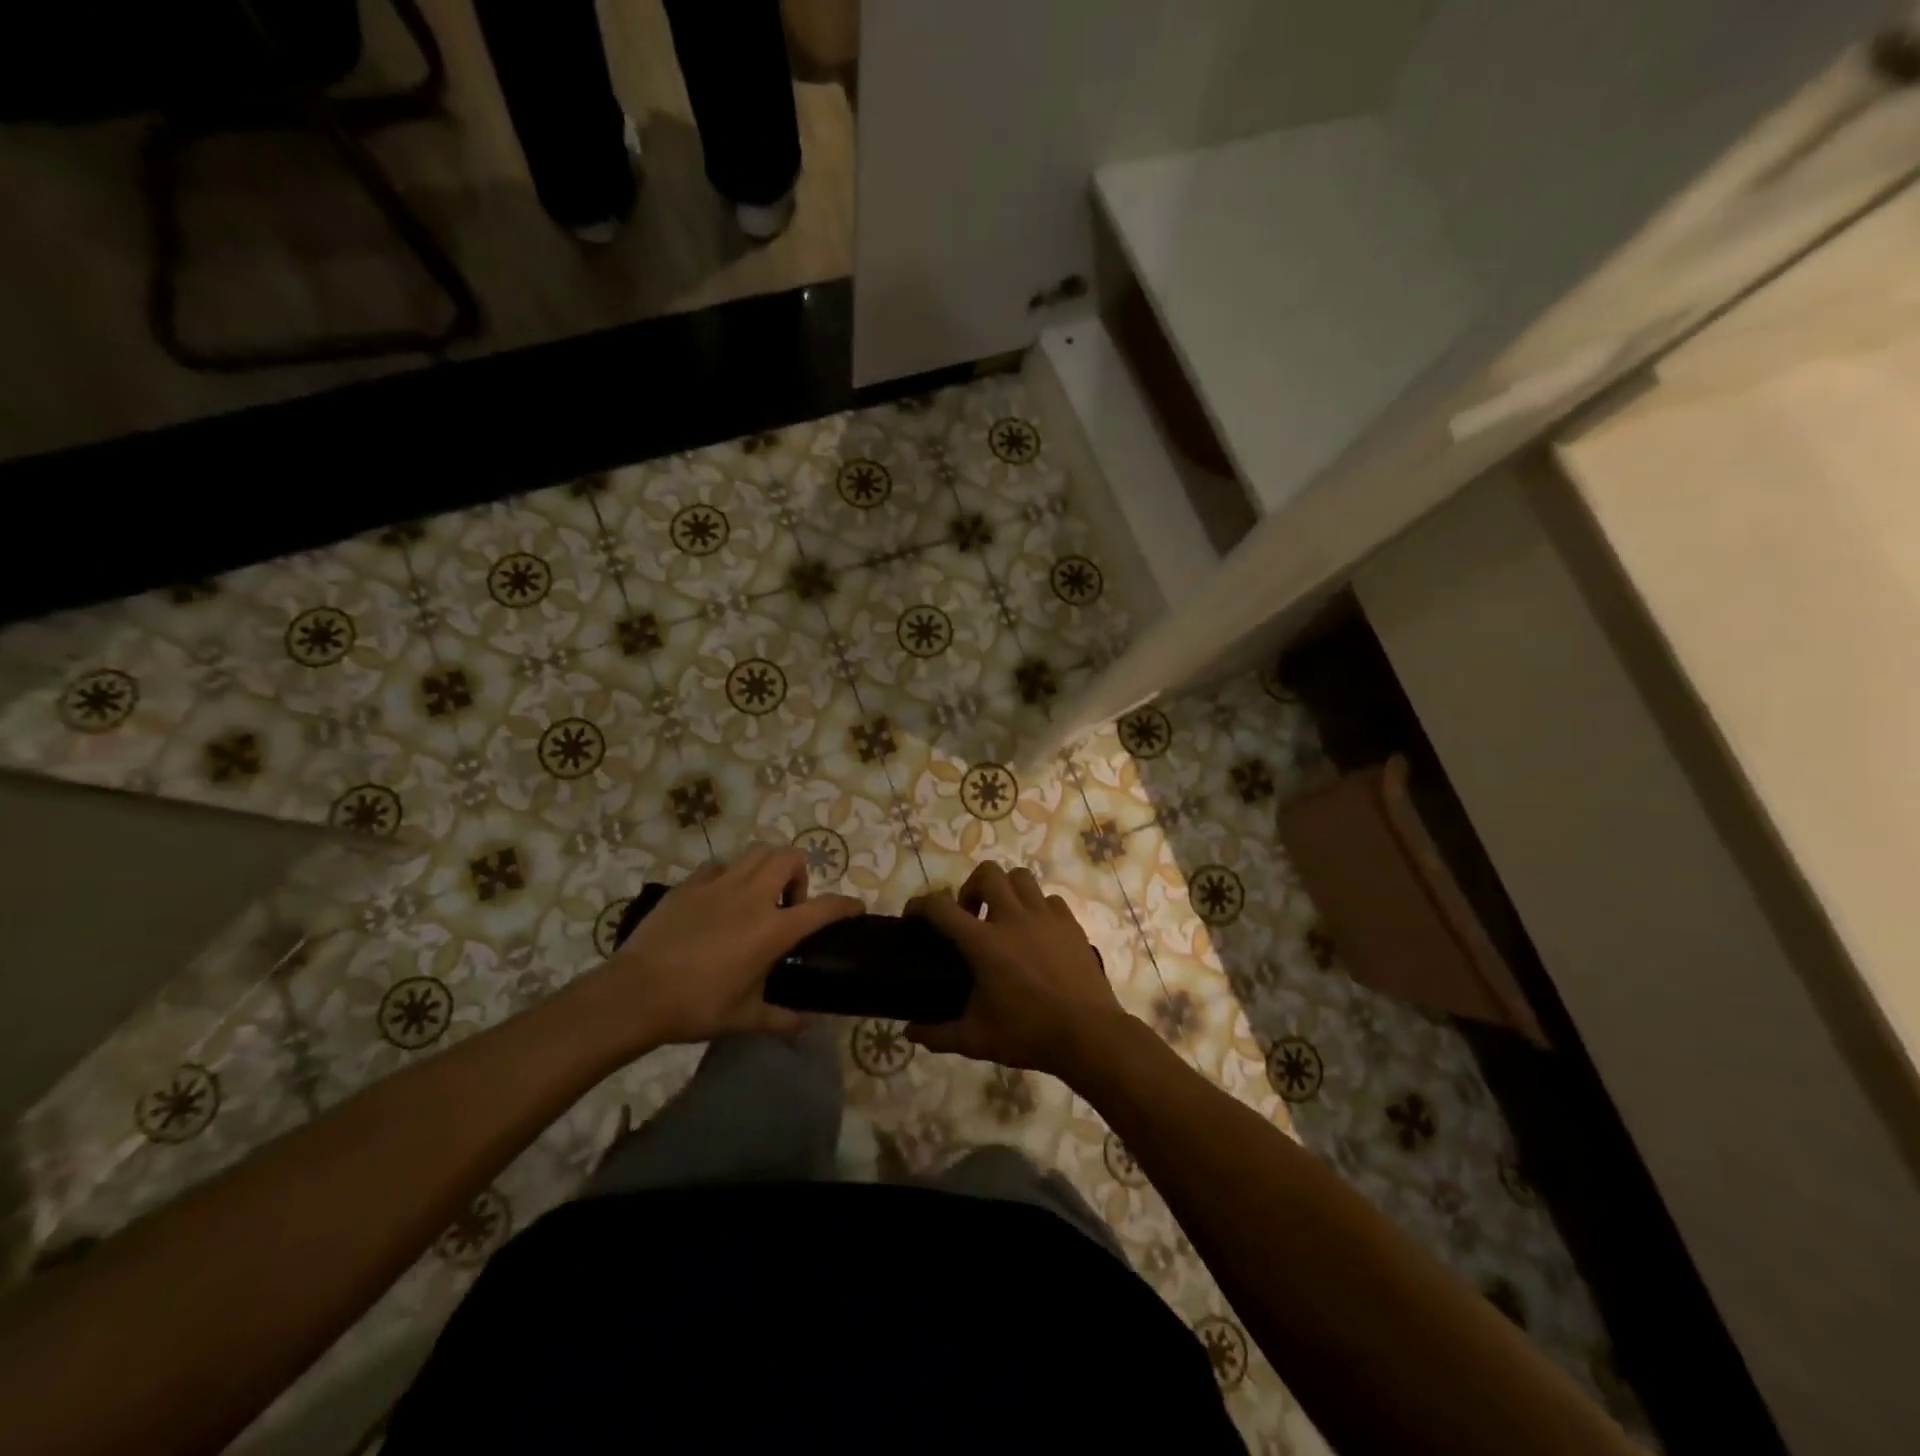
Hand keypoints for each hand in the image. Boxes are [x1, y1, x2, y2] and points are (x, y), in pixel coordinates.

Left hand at [588, 846, 861, 1047]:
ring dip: (768, 867)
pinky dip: (731, 875)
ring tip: (760, 895)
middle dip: (800, 874)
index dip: (846, 905)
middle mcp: (752, 897)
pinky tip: (722, 898)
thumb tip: (810, 1024)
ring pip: (757, 852)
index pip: (824, 907)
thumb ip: (783, 1019)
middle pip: (790, 858)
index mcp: (773, 929)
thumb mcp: (745, 1019)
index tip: (855, 908)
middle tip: (790, 904)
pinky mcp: (690, 884)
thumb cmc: (696, 1007)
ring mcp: (719, 885)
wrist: (635, 993)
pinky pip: (720, 866)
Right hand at [905, 862, 1126, 1075]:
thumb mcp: (976, 1039)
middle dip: (971, 887)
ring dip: (1005, 890)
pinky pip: (1049, 899)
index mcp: (984, 942)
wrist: (1088, 1034)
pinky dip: (1037, 907)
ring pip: (1021, 877)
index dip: (920, 905)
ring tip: (1003, 917)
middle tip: (970, 916)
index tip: (912, 915)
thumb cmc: (1028, 1034)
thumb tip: (909, 1033)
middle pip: (987, 873)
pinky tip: (1036, 932)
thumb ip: (937, 1034)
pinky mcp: (1070, 923)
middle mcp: (1013, 918)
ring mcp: (1045, 917)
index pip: (941, 908)